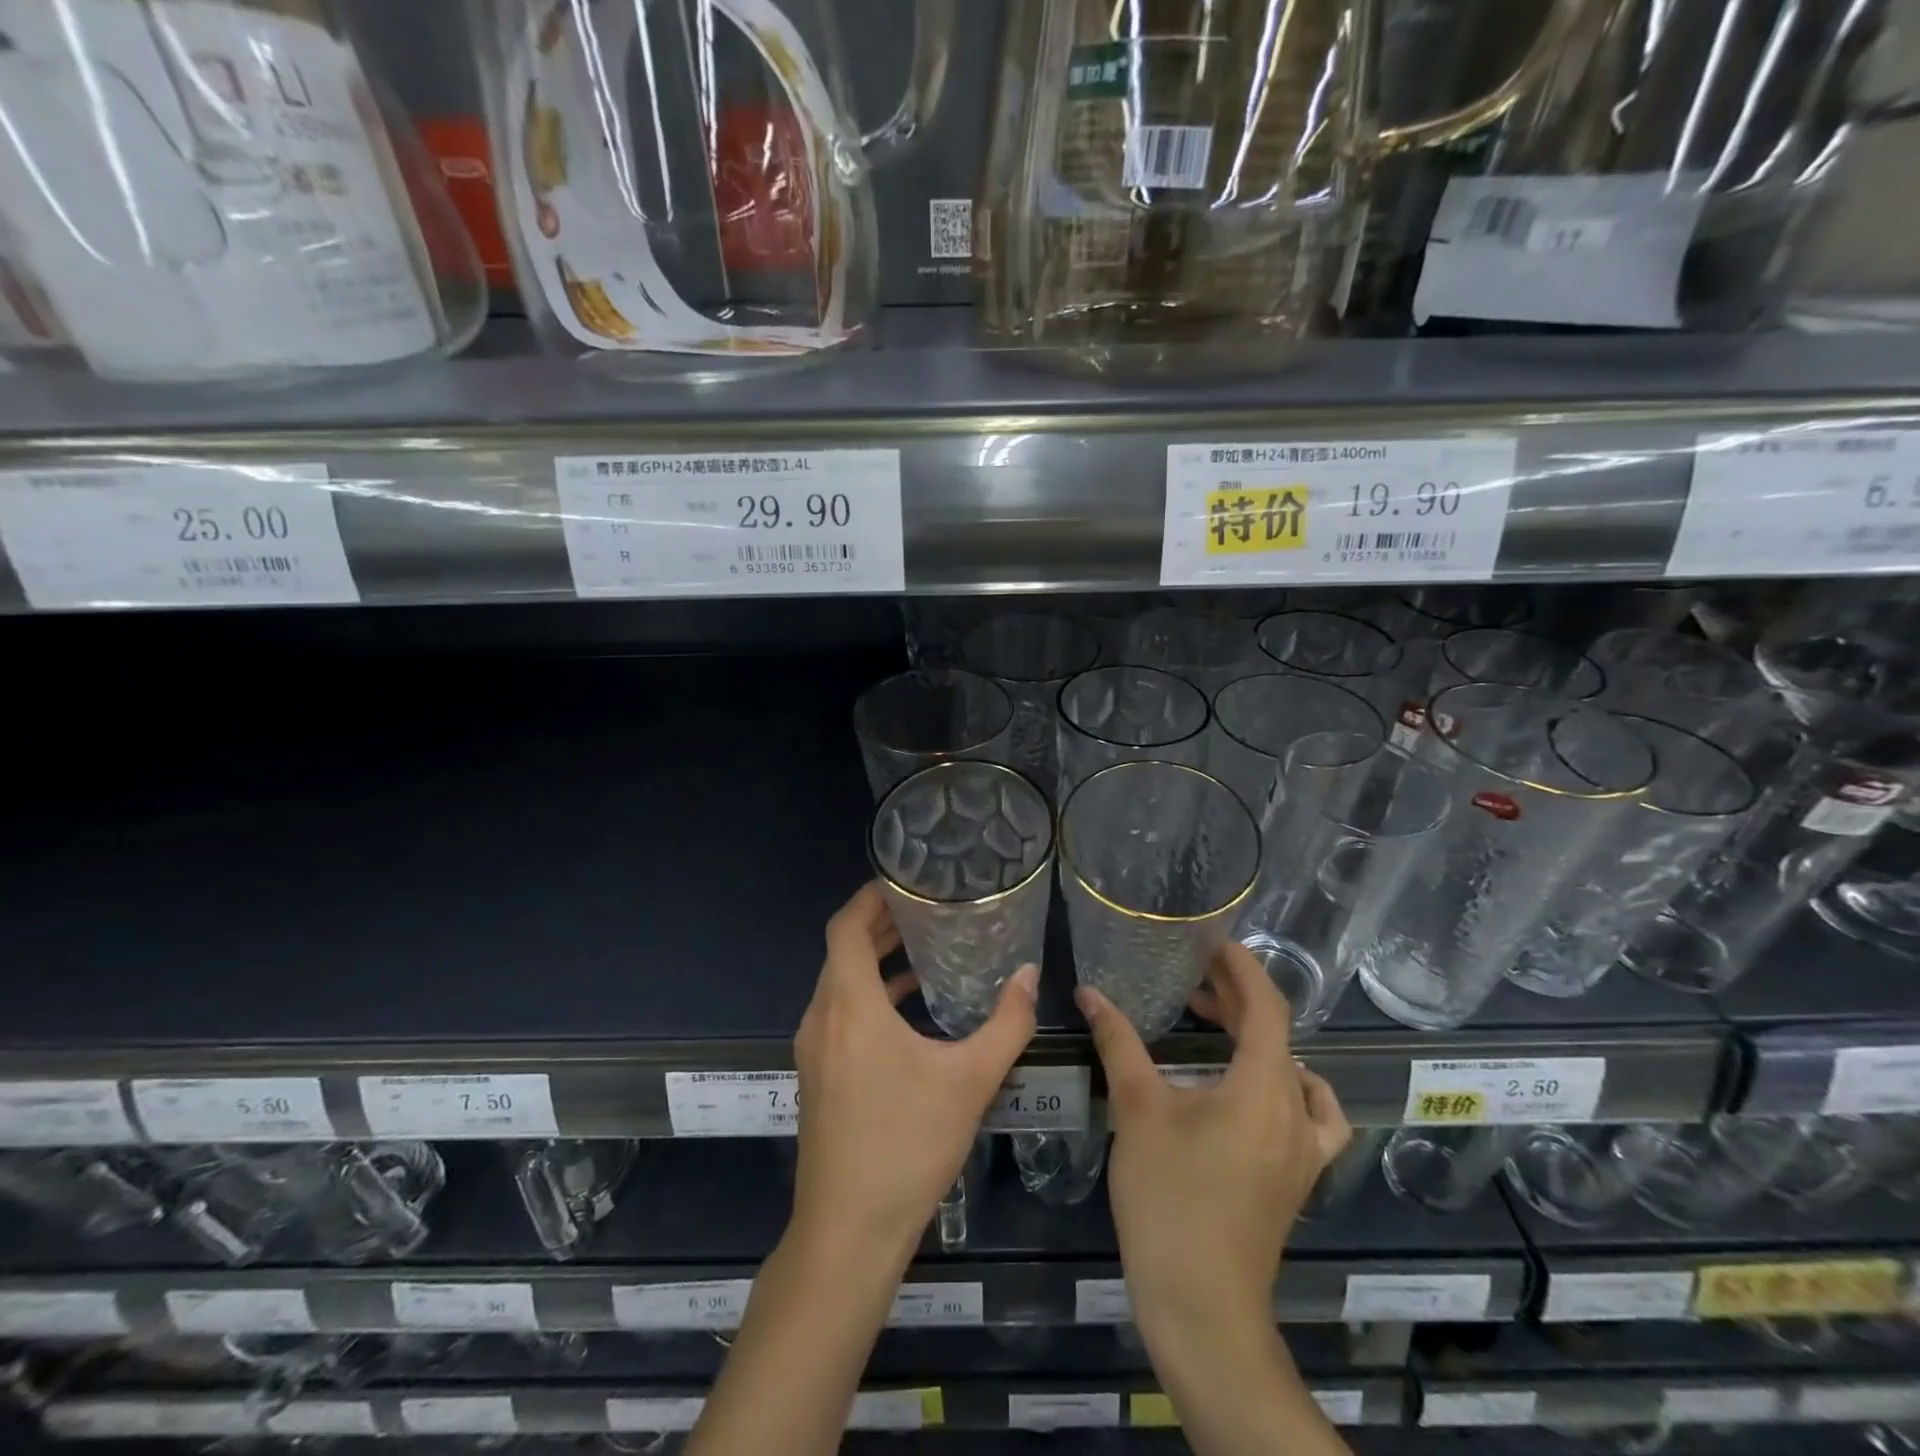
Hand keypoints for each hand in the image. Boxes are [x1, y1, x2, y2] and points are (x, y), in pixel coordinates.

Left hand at [790, 882, 1038, 1262]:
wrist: (847, 1233)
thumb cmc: (906, 1145)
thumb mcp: (969, 1080)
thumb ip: (1006, 1022)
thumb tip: (1029, 975)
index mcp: (848, 1004)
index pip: (846, 925)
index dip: (871, 896)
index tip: (906, 881)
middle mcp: (822, 1017)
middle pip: (843, 950)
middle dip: (881, 924)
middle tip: (927, 908)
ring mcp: (815, 1049)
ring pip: (841, 983)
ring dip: (876, 961)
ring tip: (926, 949)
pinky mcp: (819, 1076)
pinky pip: (841, 1013)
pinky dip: (871, 996)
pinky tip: (911, 1010)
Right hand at [1078, 941, 1350, 1334]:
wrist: (1201, 1304)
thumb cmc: (1169, 1199)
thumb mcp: (1137, 1110)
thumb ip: (1117, 1043)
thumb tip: (1089, 992)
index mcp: (1262, 1087)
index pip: (1266, 1006)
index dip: (1241, 967)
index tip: (1210, 942)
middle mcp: (1293, 1110)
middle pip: (1277, 1034)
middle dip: (1237, 997)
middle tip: (1192, 976)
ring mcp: (1303, 1148)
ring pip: (1291, 1069)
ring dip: (1256, 1037)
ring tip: (1214, 1023)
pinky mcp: (1297, 1176)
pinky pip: (1311, 1115)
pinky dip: (1289, 1087)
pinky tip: (1256, 1091)